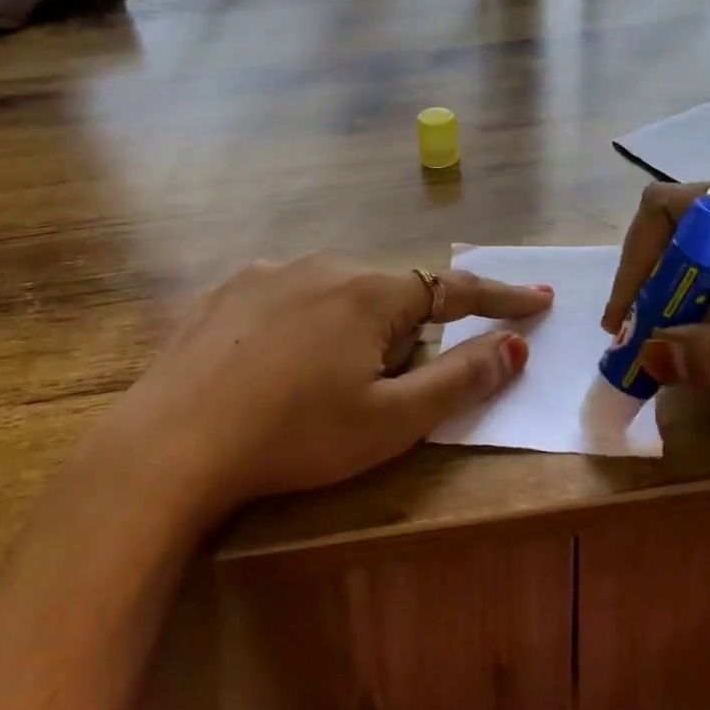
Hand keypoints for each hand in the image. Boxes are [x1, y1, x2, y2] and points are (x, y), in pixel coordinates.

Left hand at [98, 255, 552, 521]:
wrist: (171, 444)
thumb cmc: (296, 436)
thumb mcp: (391, 421)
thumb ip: (460, 379)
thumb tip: (513, 346)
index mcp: (372, 293)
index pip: (455, 289)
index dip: (501, 298)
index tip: (538, 300)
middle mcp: (324, 266)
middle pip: (390, 297)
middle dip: (403, 336)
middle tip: (380, 392)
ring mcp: (270, 272)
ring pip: (337, 295)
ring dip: (350, 330)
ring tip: (318, 386)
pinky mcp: (227, 289)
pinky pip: (288, 298)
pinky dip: (301, 325)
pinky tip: (273, 367)